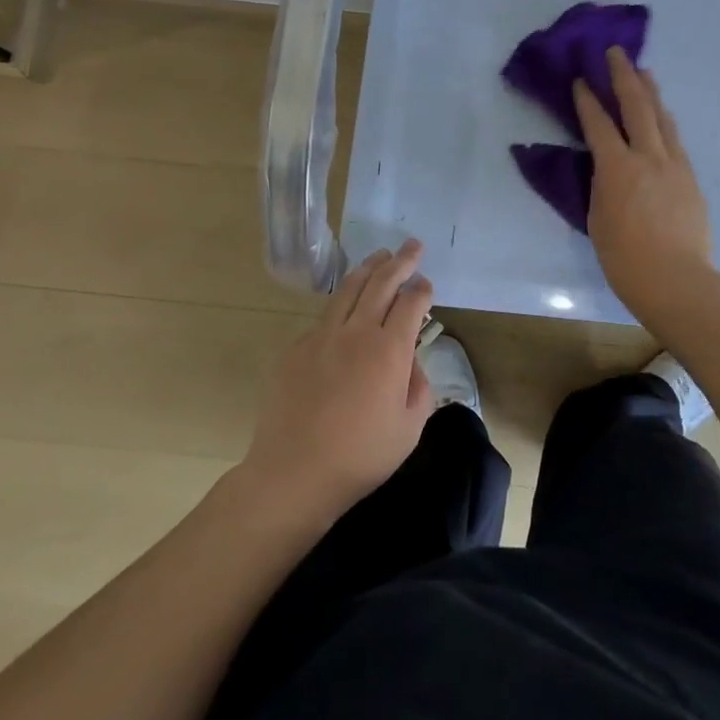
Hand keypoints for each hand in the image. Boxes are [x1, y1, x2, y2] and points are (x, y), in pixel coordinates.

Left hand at [241, 240, 434, 521]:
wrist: (293, 473)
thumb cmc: (360, 457)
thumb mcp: (409, 429)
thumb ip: (419, 388)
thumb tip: (412, 363)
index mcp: (389, 350)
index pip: (411, 303)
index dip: (422, 289)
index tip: (426, 284)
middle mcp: (357, 332)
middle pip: (381, 282)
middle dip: (400, 261)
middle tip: (412, 245)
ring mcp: (322, 336)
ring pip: (348, 288)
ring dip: (368, 268)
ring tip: (380, 255)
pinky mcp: (297, 347)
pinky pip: (324, 316)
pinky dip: (341, 303)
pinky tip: (346, 308)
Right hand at [574, 48, 715, 314]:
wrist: (677, 281)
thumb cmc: (625, 259)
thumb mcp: (598, 219)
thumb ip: (601, 187)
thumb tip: (606, 171)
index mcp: (617, 168)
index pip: (598, 124)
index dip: (588, 100)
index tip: (582, 79)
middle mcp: (648, 157)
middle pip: (636, 107)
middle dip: (624, 76)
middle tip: (616, 53)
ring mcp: (675, 165)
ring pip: (662, 118)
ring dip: (651, 92)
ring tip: (644, 72)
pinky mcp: (691, 178)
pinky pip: (675, 139)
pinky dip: (665, 121)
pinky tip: (662, 117)